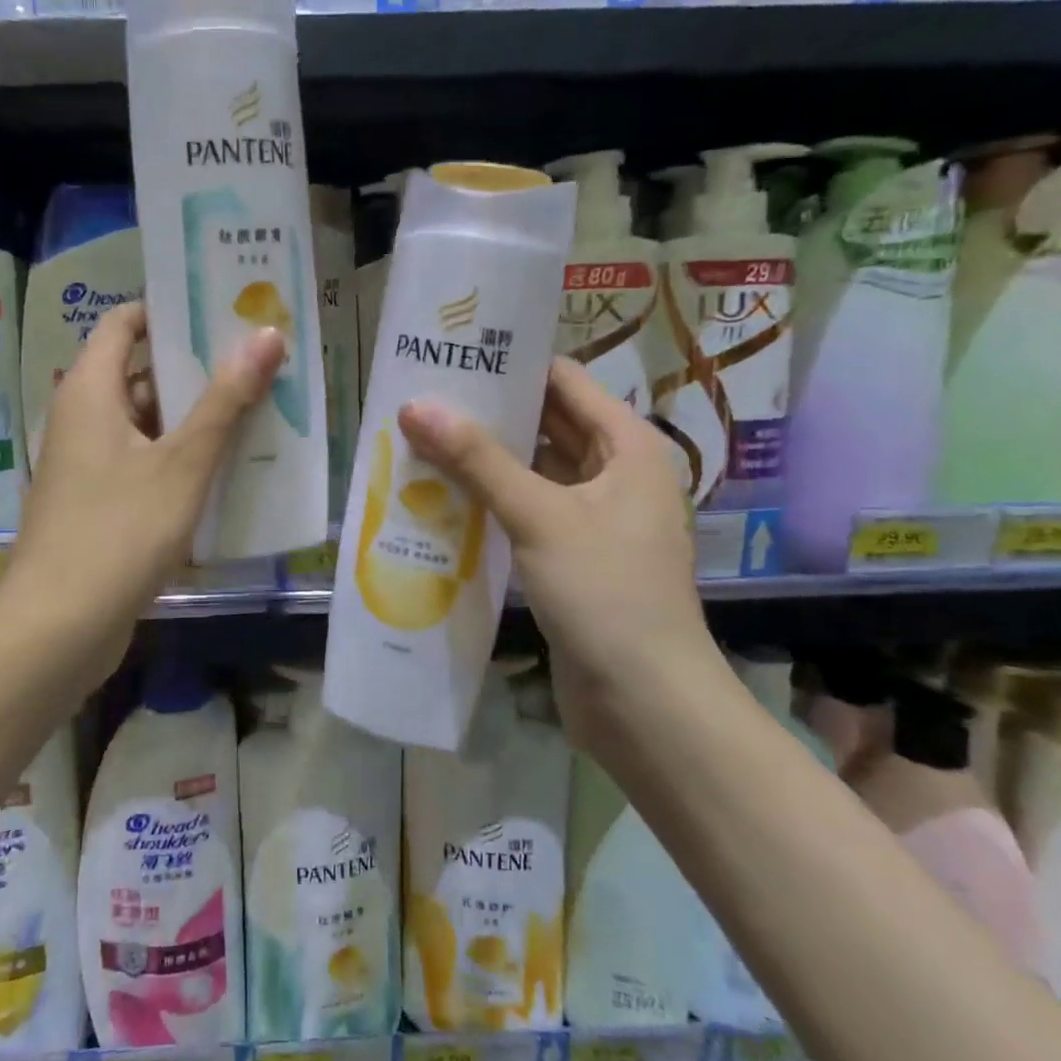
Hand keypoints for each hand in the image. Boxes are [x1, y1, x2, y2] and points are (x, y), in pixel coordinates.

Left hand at [4, 302, 284, 653]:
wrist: (58, 628)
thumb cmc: (118, 531)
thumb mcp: (182, 463)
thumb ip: (225, 399)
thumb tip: (265, 334)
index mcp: (90, 391)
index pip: (124, 323)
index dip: (168, 309)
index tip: (222, 308)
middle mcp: (83, 418)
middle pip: (140, 372)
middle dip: (196, 366)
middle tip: (257, 359)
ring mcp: (89, 464)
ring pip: (147, 422)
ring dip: (194, 416)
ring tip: (258, 408)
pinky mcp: (99, 503)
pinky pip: (144, 462)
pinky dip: (181, 458)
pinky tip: (229, 468)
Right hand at [396, 358, 712, 737]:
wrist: (645, 704)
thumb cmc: (606, 593)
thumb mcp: (540, 516)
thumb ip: (477, 460)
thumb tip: (415, 406)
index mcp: (627, 446)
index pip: (563, 382)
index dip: (511, 365)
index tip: (453, 355)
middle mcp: (614, 473)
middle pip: (545, 425)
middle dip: (488, 413)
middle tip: (421, 397)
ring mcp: (593, 518)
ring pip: (531, 471)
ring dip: (483, 460)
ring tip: (418, 439)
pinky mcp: (571, 557)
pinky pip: (525, 512)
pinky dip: (489, 501)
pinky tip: (439, 496)